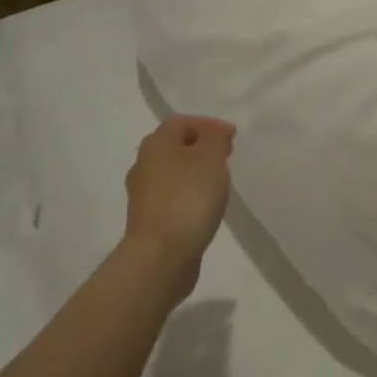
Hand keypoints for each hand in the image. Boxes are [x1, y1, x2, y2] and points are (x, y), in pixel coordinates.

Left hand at [122, 115, 235, 302]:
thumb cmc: (188, 197)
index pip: (182, 122)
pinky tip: (205, 208)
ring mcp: (143, 195)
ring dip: (195, 174)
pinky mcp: (148, 221)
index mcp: (156, 143)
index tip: (233, 138)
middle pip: (175, 147)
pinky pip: (172, 198)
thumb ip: (214, 138)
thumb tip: (212, 135)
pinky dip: (189, 196)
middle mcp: (143, 164)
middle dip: (202, 148)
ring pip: (173, 173)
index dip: (209, 125)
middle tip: (226, 157)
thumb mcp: (211, 156)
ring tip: (219, 184)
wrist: (161, 254)